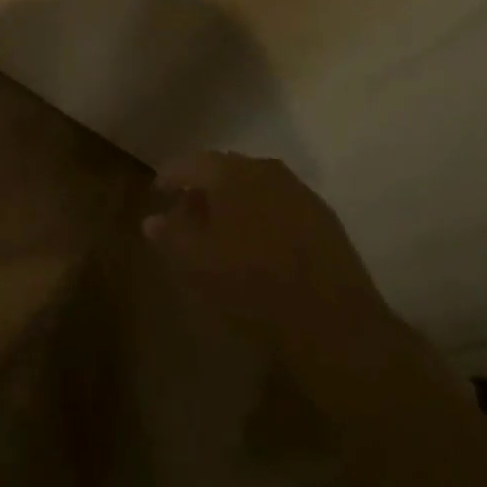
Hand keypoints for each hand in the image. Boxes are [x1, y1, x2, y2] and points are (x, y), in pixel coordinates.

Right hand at [144, 151, 394, 358]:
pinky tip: (259, 244)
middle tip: (188, 214)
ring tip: (222, 231)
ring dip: (235, 202)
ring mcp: (298, 191)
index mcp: (230, 172)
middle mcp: (264, 169)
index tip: (158, 193)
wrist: (335, 323)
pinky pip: (280, 206)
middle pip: (224, 170)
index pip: (189, 163)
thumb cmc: (253, 286)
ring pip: (255, 187)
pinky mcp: (324, 218)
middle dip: (204, 189)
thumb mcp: (197, 265)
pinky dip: (263, 217)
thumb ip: (170, 237)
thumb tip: (151, 220)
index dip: (170, 177)